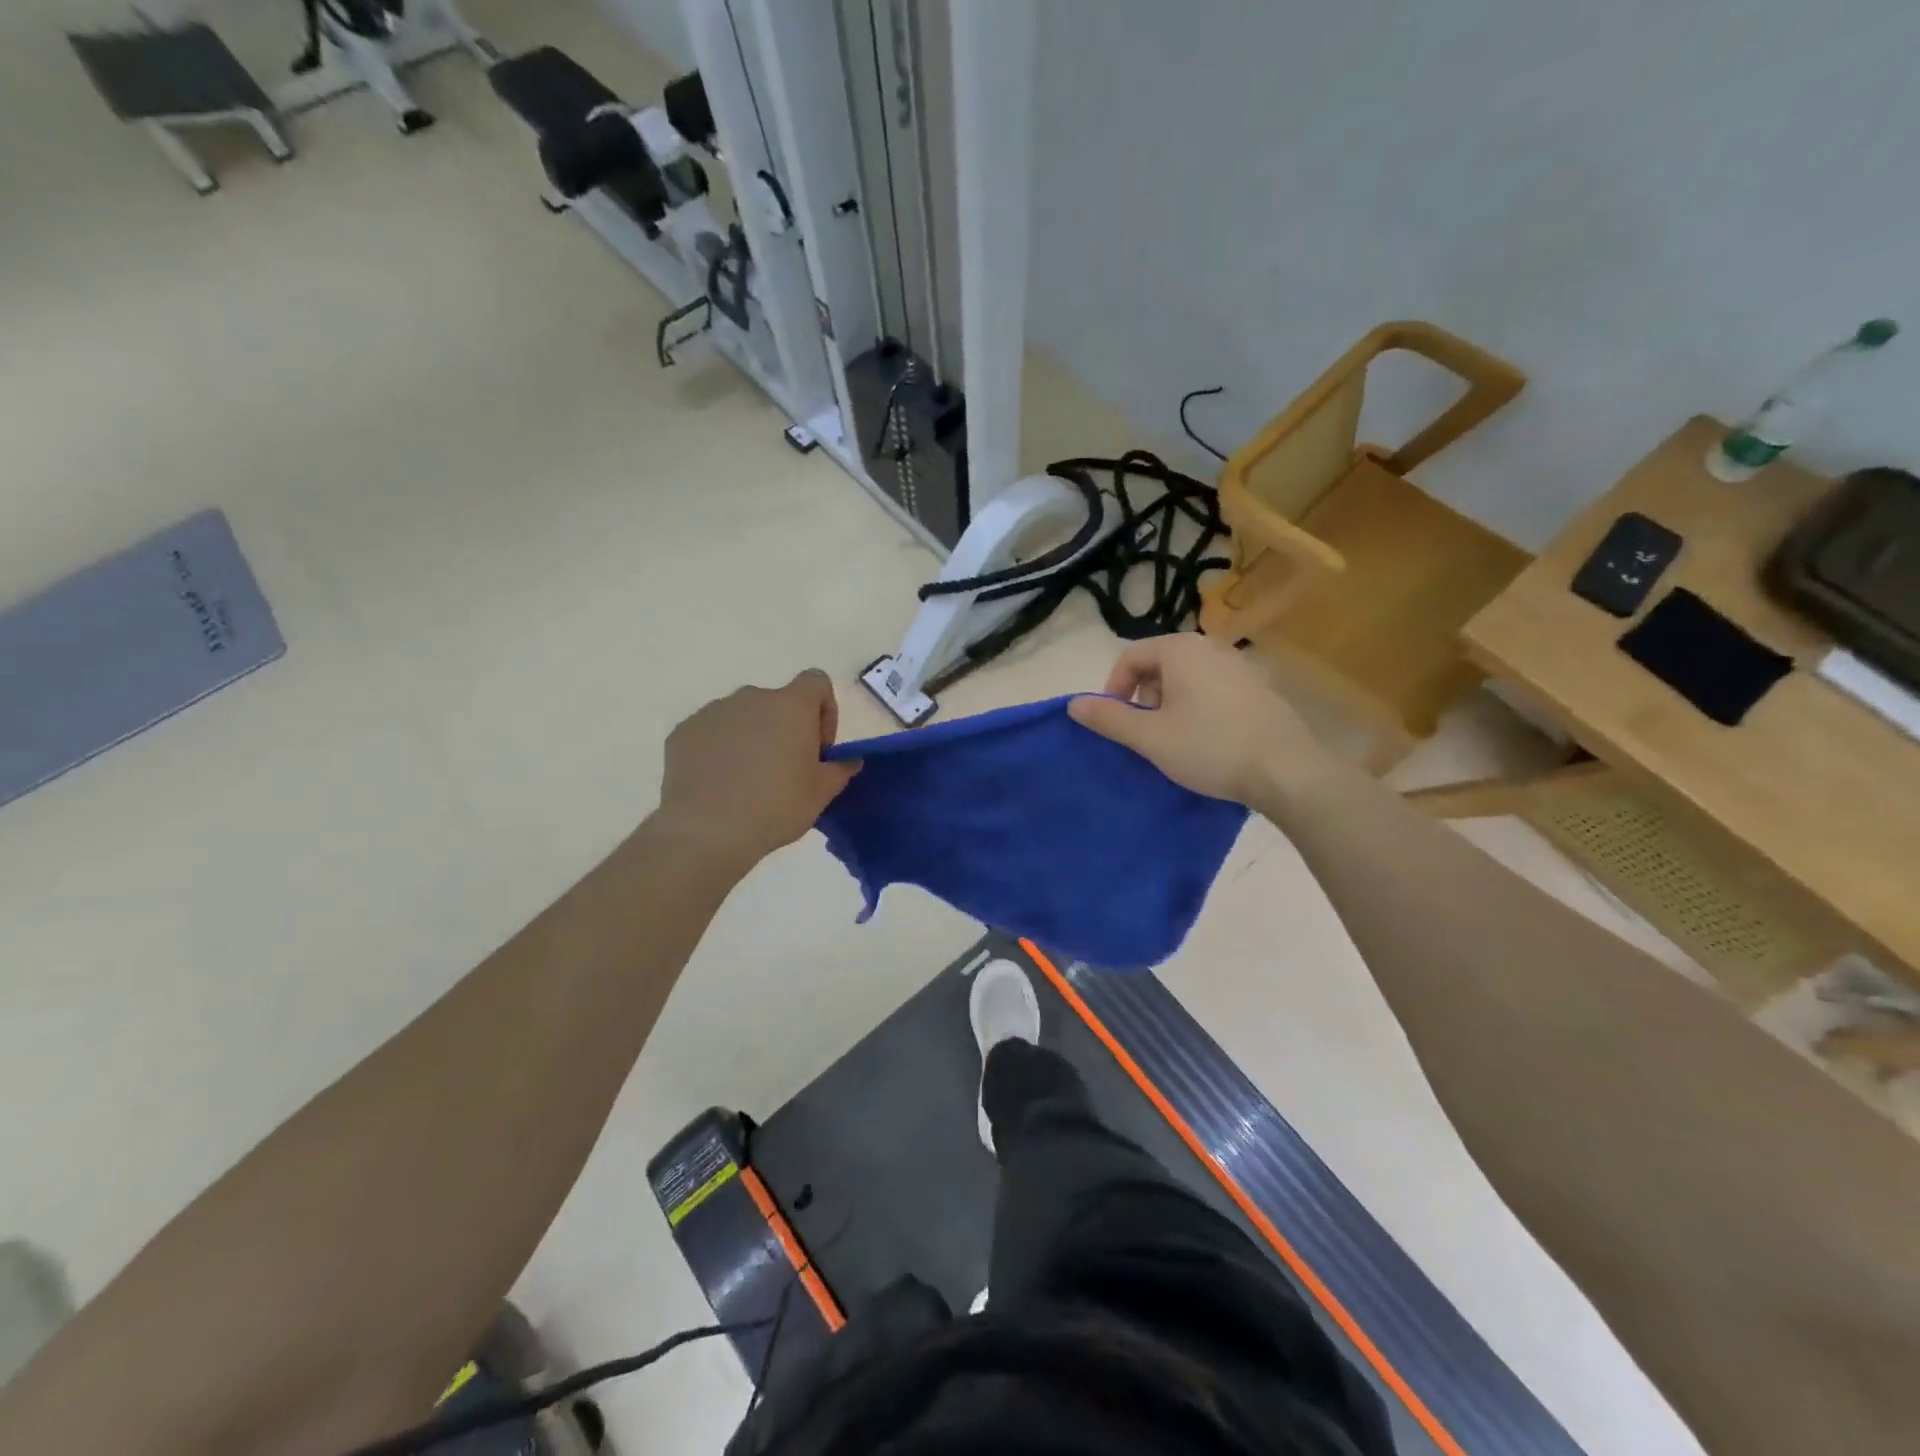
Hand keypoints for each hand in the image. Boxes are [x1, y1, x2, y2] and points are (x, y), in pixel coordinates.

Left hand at [654, 670, 859, 871]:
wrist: (706, 831)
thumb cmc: (776, 806)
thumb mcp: (822, 793)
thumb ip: (840, 769)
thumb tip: (849, 760)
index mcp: (791, 706)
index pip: (816, 682)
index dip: (824, 710)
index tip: (818, 747)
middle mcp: (752, 697)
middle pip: (778, 703)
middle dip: (785, 729)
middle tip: (785, 771)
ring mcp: (713, 712)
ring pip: (743, 717)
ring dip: (752, 738)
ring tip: (748, 781)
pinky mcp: (684, 731)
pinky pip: (712, 733)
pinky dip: (720, 750)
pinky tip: (720, 784)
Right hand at [1068, 635, 1326, 805]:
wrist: (1286, 770)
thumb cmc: (1209, 747)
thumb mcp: (1149, 737)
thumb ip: (1109, 718)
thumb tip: (1073, 704)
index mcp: (1180, 650)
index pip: (1130, 657)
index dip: (1113, 689)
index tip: (1114, 723)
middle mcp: (1210, 647)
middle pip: (1158, 665)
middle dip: (1142, 698)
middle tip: (1144, 734)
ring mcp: (1239, 665)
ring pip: (1186, 678)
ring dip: (1168, 705)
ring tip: (1172, 741)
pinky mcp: (1258, 688)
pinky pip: (1212, 689)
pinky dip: (1196, 708)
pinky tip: (1205, 741)